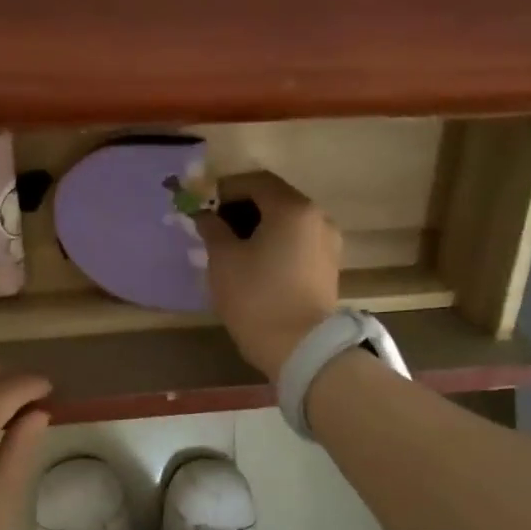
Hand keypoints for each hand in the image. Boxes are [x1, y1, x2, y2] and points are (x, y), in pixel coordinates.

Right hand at [196, 171, 341, 380]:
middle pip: (274, 199)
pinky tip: (256, 263)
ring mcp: (327, 242)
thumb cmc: (256, 298)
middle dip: (242, 207)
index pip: (255, 181)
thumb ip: (212, 229)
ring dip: (259, 226)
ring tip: (232, 248)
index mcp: (292, 208)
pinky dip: (275, 243)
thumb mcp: (223, 260)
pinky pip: (297, 242)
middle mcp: (317, 217)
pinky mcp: (328, 266)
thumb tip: (205, 215)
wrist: (300, 348)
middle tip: (214, 226)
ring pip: (287, 222)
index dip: (225, 189)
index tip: (202, 205)